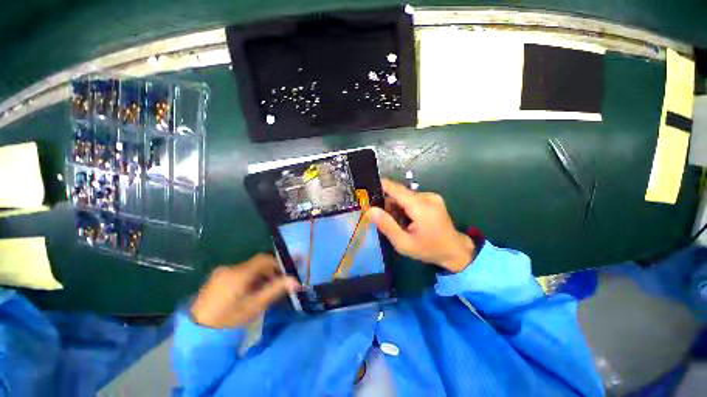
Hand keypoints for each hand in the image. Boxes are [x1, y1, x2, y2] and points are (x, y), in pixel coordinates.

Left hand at [190, 253, 299, 328]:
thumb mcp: (254, 307)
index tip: (285, 274)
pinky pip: (238, 273)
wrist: (196, 332)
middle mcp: (229, 268)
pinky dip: (248, 279)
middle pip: (256, 264)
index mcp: (239, 274)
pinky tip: (247, 293)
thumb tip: (296, 281)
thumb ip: (275, 290)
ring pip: (248, 269)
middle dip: (269, 271)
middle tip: (276, 285)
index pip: (264, 259)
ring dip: (259, 276)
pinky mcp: (216, 278)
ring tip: (262, 291)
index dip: (277, 263)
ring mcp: (220, 273)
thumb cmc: (227, 321)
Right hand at [368, 179, 474, 272]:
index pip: (396, 189)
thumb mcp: (403, 243)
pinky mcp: (433, 199)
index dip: (381, 186)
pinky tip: (407, 219)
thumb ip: (386, 225)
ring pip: (405, 196)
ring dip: (397, 206)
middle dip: (388, 203)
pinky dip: (405, 207)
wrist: (455, 251)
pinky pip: (412, 198)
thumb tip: (370, 210)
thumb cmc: (428, 249)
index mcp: (420, 206)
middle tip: (382, 218)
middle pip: (400, 193)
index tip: (367, 189)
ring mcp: (432, 196)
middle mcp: (427, 196)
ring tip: (397, 222)